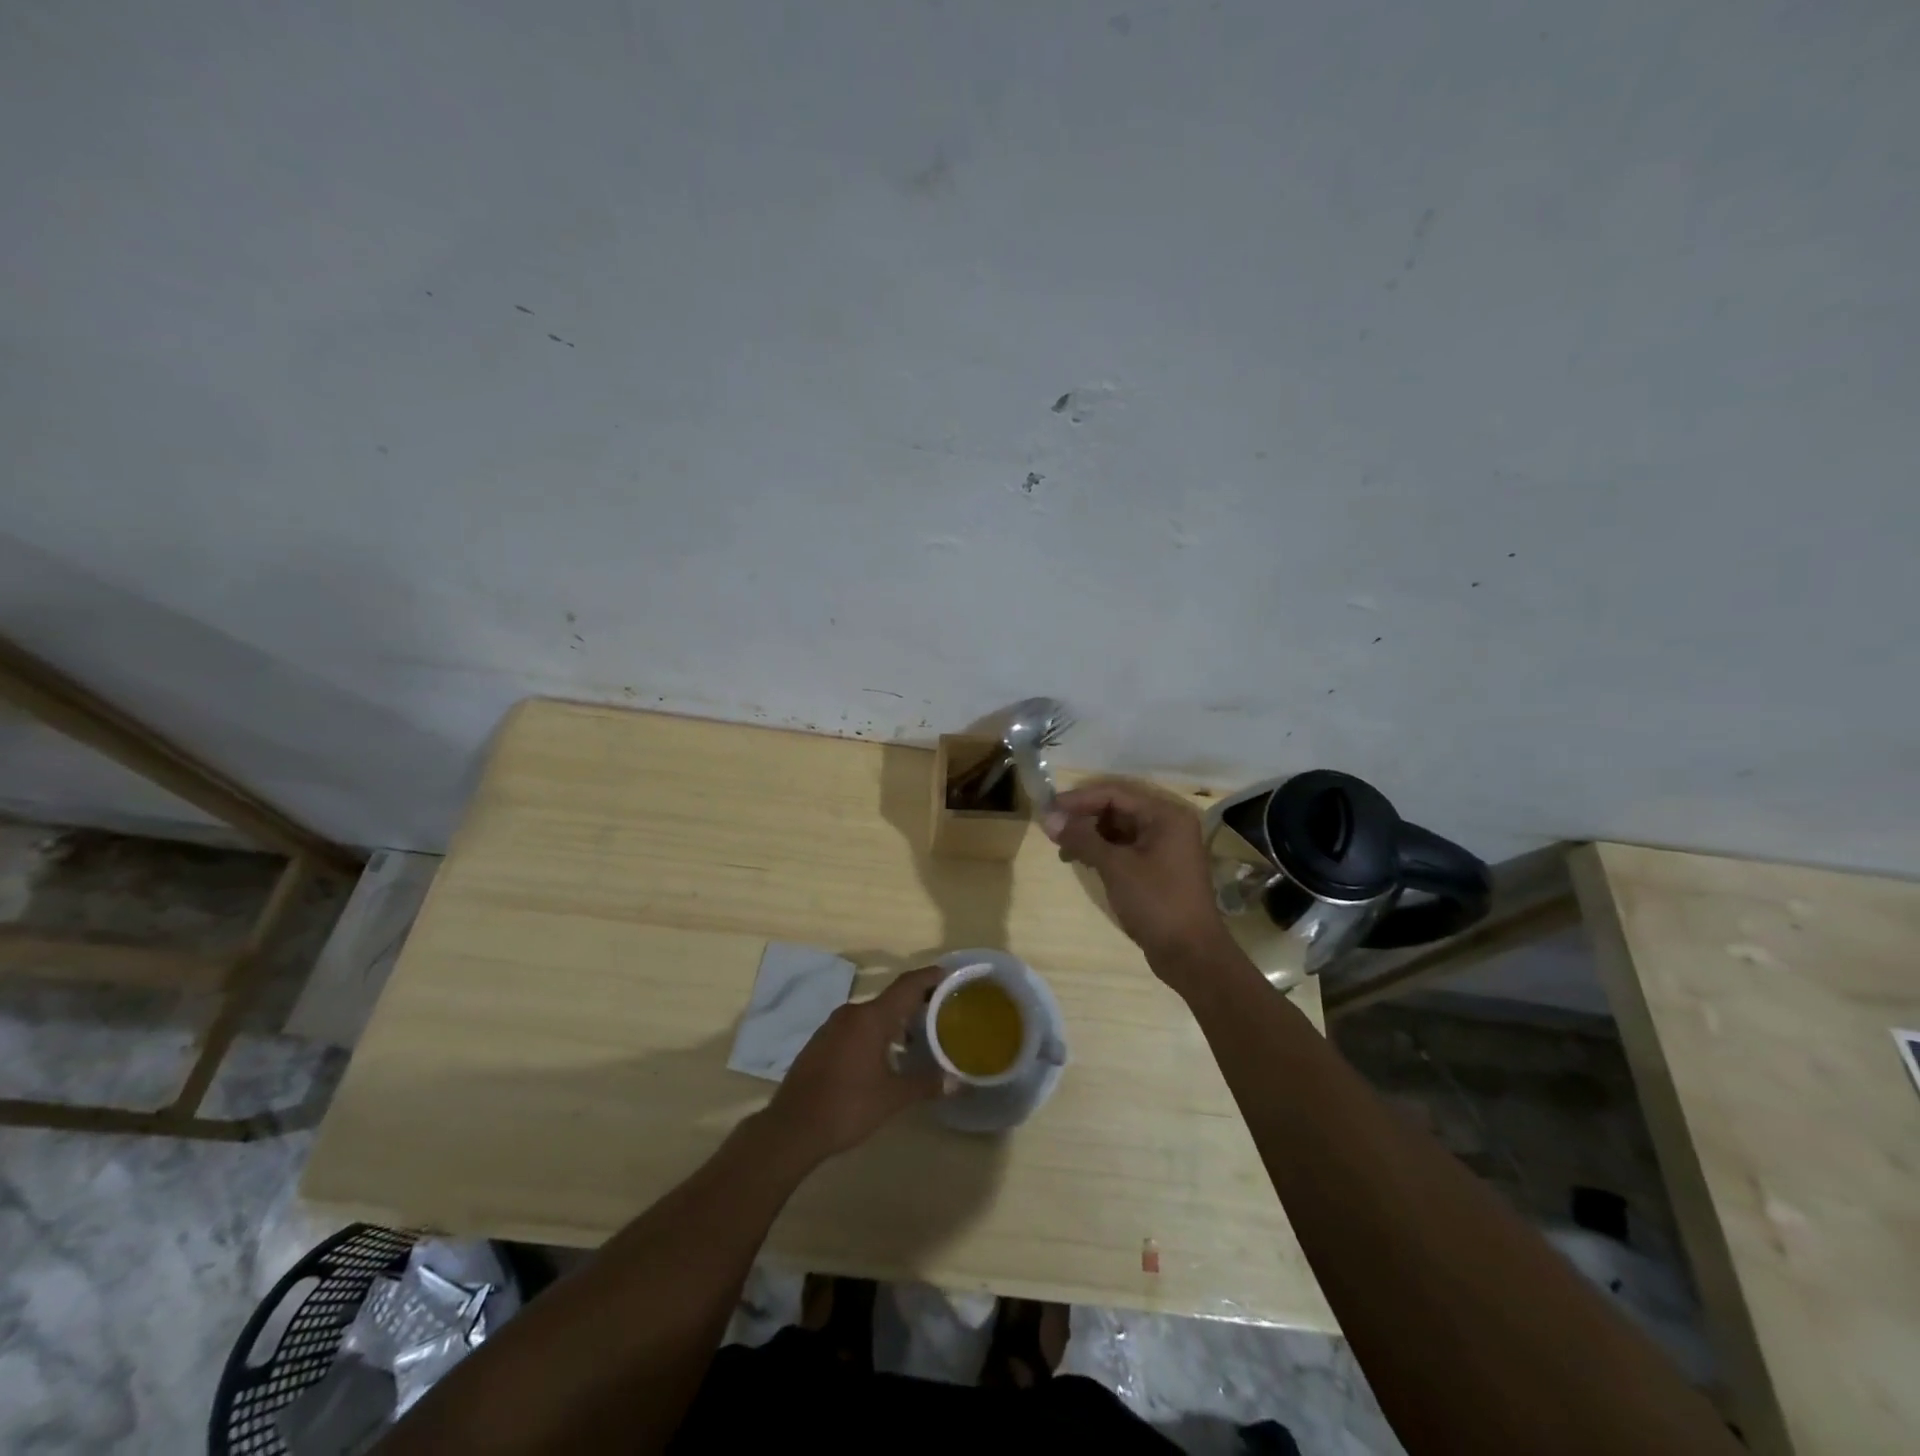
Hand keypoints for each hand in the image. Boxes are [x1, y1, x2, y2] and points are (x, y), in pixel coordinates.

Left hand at [760, 965, 948, 1165]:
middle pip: (891, 999)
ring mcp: (832, 1026)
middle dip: (916, 1003)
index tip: (950, 975)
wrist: (791, 1128)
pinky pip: (856, 1027)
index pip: (907, 985)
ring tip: (917, 1038)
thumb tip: (957, 1082)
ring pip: (872, 1014)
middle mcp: (852, 1013)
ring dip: (895, 1021)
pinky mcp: (821, 1042)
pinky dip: (875, 1032)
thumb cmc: (847, 1106)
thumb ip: (926, 1084)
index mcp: (871, 1018)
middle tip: (941, 1012)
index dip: (929, 977)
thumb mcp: (892, 1097)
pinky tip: (884, 1055)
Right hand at [1043, 779, 1231, 978]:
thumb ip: (1082, 838)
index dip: (1079, 799)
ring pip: (1119, 828)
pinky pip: (1126, 847)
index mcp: (1165, 814)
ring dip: (1090, 834)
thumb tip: (1049, 819)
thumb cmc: (1156, 903)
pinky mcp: (1159, 867)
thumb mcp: (1115, 866)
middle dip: (1084, 817)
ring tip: (1062, 847)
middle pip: (1118, 808)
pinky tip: (1081, 859)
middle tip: (1052, 828)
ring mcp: (1165, 846)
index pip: (1115, 793)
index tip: (1048, 809)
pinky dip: (1103, 850)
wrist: (1191, 954)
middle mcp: (1168, 823)